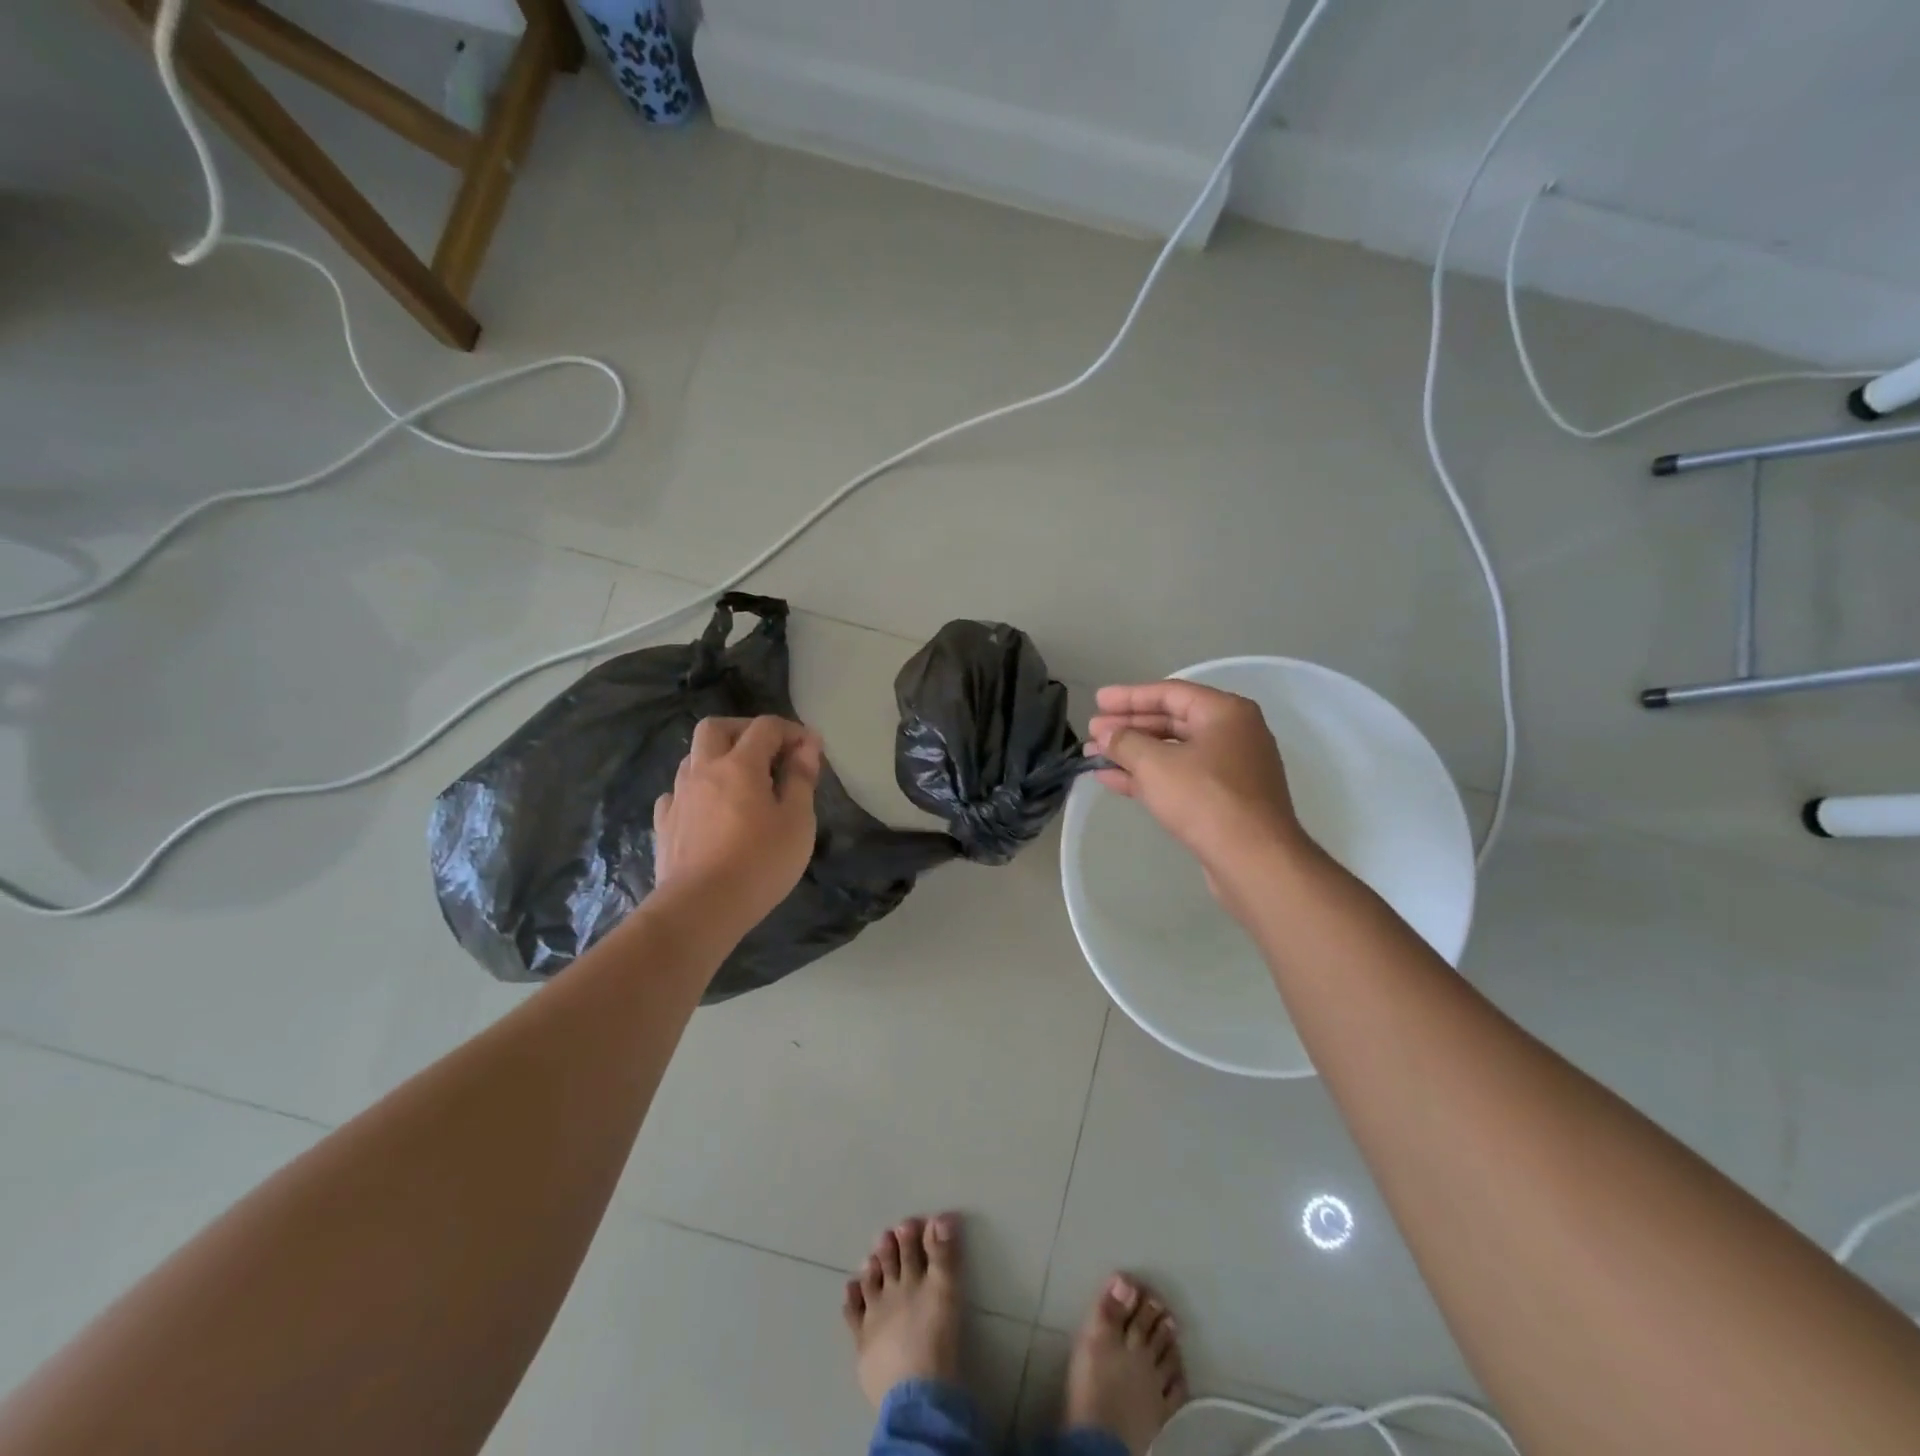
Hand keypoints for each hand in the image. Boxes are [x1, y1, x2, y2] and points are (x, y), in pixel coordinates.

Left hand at [652, 715, 823, 935]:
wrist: (701, 908)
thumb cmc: (760, 862)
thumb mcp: (797, 820)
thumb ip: (801, 778)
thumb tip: (807, 746)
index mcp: (739, 765)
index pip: (765, 727)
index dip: (791, 730)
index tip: (810, 749)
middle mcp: (703, 770)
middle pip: (716, 727)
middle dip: (744, 730)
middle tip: (769, 753)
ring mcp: (678, 797)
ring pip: (693, 758)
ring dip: (718, 758)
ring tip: (741, 783)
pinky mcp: (665, 825)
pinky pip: (677, 793)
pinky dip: (697, 791)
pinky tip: (709, 811)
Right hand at [1086, 681, 1310, 914]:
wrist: (1253, 860)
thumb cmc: (1205, 798)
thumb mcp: (1155, 764)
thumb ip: (1125, 742)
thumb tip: (1106, 735)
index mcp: (1225, 712)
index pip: (1169, 692)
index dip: (1129, 696)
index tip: (1097, 701)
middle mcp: (1233, 734)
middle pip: (1171, 721)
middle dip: (1128, 726)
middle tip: (1093, 731)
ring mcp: (1230, 770)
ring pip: (1172, 752)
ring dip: (1132, 753)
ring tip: (1094, 755)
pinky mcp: (1223, 801)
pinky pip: (1178, 778)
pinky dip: (1146, 777)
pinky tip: (1111, 780)